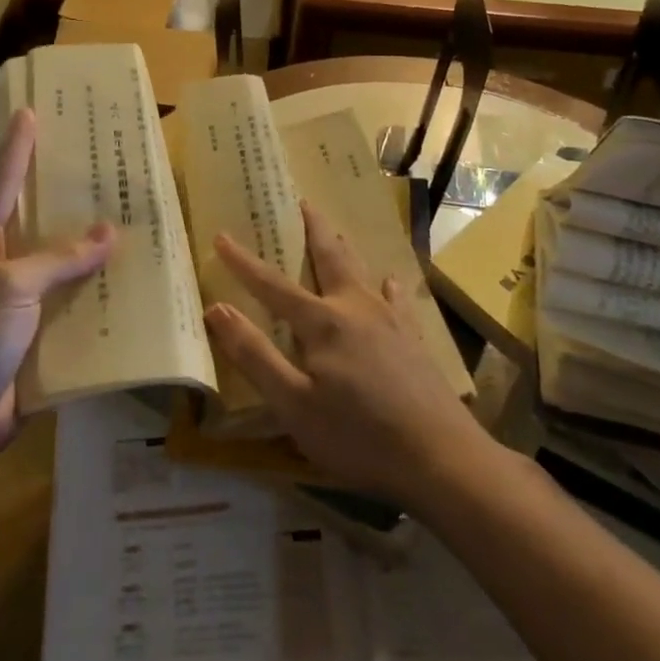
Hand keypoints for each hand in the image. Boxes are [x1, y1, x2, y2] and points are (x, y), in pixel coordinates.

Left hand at [0, 109, 114, 468]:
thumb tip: (109, 232)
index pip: (1, 186)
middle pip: (37, 224)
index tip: (31, 112)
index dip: (18, 149)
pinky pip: (70, 307)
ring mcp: (16, 306)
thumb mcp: (8, 290)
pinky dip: (96, 295)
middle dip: (67, 198)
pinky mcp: (35, 339)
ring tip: (132, 220)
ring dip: (90, 251)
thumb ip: (58, 259)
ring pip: (59, 267)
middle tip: (102, 165)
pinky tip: (130, 284)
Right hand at [205, 201, 490, 508]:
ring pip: (363, 272)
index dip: (243, 262)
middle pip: (329, 258)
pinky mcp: (414, 341)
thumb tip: (216, 309)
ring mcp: (391, 322)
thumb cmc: (358, 436)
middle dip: (312, 229)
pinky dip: (388, 286)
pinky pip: (398, 300)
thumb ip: (254, 355)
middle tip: (303, 201)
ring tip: (337, 232)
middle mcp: (356, 309)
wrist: (443, 459)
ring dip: (345, 249)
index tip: (220, 235)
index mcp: (322, 322)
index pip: (272, 285)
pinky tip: (391, 281)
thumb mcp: (293, 404)